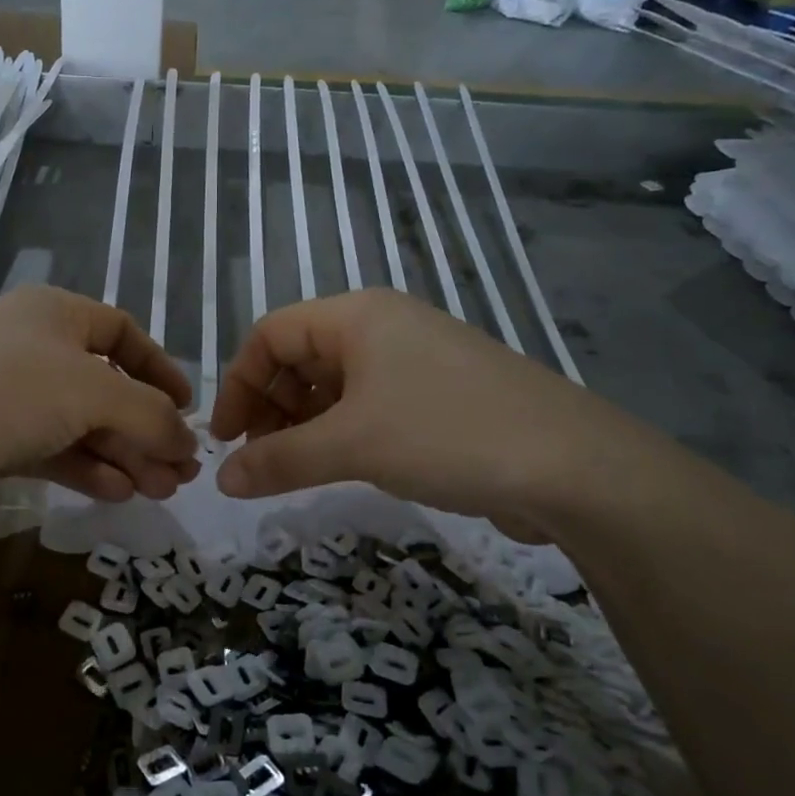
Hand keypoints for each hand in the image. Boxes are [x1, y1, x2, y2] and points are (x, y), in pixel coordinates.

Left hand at [0, 287, 198, 525]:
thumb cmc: (8, 392)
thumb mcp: (94, 392)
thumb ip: (151, 414)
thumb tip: (188, 441)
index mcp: (55, 313)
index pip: (123, 332)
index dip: (160, 368)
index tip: (189, 408)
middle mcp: (33, 347)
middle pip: (107, 386)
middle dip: (147, 428)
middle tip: (181, 470)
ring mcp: (9, 395)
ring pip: (82, 423)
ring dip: (123, 455)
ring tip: (160, 489)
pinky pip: (54, 450)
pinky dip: (87, 469)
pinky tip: (118, 494)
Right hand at [209, 289, 650, 531]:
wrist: (573, 467)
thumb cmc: (446, 435)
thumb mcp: (351, 446)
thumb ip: (278, 460)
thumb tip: (220, 480)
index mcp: (356, 315)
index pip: (269, 334)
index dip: (239, 384)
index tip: (227, 438)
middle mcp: (382, 326)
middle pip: (299, 356)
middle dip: (270, 406)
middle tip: (260, 460)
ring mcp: (413, 359)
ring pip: (334, 383)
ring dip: (303, 423)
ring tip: (294, 468)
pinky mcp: (437, 394)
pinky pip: (368, 404)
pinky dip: (341, 431)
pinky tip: (340, 465)